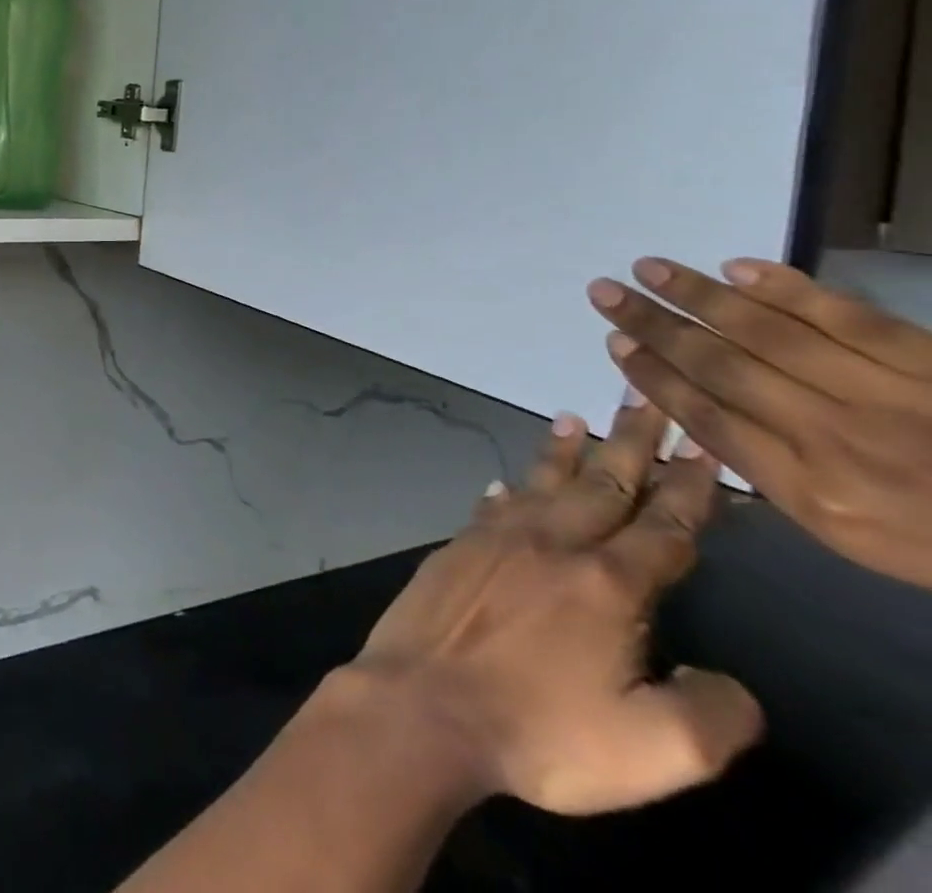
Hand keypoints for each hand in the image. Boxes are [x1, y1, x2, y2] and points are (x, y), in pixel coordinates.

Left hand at [337, 402, 761, 815]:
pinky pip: (490, 508)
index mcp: (606, 585)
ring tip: (572, 415)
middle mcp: (548, 546)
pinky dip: (507, 492)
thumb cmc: (541, 731)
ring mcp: (492, 542)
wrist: (423, 702)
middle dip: (630, 443)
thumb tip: (726, 682)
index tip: (705, 450)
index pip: (664, 529)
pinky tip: (506, 486)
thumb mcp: (659, 751)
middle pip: (600, 485)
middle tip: (643, 398)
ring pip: (539, 484)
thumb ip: (714, 713)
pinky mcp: (453, 550)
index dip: (692, 491)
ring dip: (561, 451)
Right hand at [589, 258, 931, 589]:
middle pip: (724, 368)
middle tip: (605, 291)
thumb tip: (697, 416)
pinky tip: (740, 268)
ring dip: (701, 296)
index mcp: (813, 492)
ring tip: (649, 267)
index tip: (614, 342)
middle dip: (655, 325)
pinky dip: (790, 290)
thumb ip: (773, 476)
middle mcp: (837, 438)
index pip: (707, 419)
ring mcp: (889, 397)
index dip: (653, 376)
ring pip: (772, 335)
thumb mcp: (849, 531)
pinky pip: (852, 319)